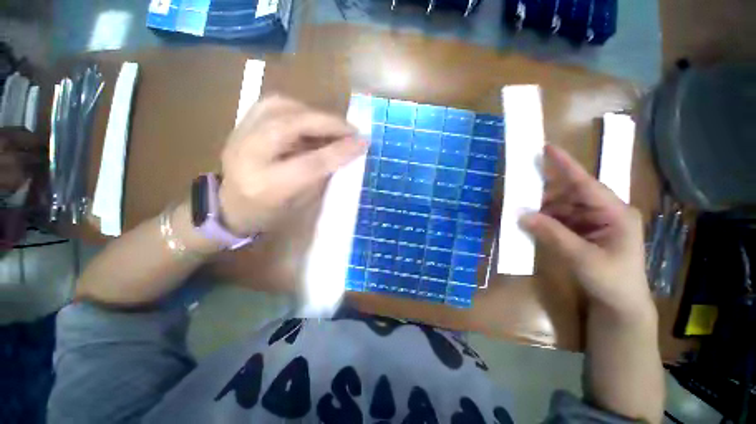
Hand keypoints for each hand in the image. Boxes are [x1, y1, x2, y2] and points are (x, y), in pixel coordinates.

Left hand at [218, 96, 366, 235]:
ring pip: (281, 107)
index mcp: (267, 185)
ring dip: (314, 113)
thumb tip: (344, 151)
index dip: (340, 150)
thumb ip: (321, 175)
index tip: (364, 142)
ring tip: (332, 126)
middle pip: (293, 125)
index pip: (311, 162)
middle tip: (352, 129)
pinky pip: (272, 104)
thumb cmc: (269, 214)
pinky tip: (310, 120)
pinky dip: (298, 108)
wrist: (229, 207)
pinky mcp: (240, 125)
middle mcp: (250, 155)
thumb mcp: (301, 203)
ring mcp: (240, 135)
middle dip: (328, 124)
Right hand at [521, 145, 654, 320]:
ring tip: (520, 211)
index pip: (586, 183)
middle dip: (544, 194)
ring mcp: (593, 222)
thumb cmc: (612, 281)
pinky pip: (559, 220)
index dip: (565, 165)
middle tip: (519, 191)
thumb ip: (552, 234)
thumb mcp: (582, 258)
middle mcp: (605, 212)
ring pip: (561, 207)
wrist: (620, 306)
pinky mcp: (583, 231)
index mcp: (615, 213)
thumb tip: (521, 215)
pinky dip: (544, 221)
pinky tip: (531, 224)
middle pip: (570, 194)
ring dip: (541, 210)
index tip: (547, 148)